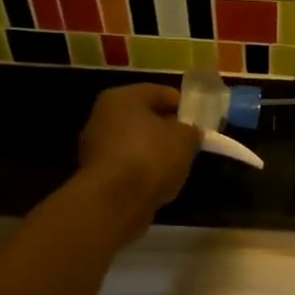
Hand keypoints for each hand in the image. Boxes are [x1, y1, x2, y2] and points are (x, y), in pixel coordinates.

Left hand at [77, 84, 200, 232]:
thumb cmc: (151, 157)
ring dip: (154, 152)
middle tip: (189, 143)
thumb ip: (191, 129)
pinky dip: (142, 171)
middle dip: (167, 129)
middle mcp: (103, 116)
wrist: (115, 202)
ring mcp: (95, 146)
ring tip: (177, 165)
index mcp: (122, 97)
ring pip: (134, 142)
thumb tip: (189, 131)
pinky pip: (127, 165)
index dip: (184, 105)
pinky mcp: (94, 174)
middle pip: (144, 118)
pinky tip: (158, 182)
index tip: (200, 121)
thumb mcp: (185, 138)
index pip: (160, 92)